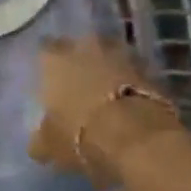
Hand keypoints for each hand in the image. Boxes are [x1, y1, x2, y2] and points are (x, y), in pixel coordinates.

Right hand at [29, 37, 178, 186]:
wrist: (138, 139)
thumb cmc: (80, 134)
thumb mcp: (49, 144)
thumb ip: (41, 139)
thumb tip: (38, 145)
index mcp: (55, 59)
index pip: (45, 50)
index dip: (48, 64)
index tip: (49, 77)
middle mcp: (86, 47)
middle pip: (82, 46)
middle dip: (82, 60)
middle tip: (80, 81)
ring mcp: (122, 55)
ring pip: (112, 56)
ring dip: (110, 68)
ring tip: (108, 91)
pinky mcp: (152, 71)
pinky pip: (136, 73)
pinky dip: (133, 82)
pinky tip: (129, 102)